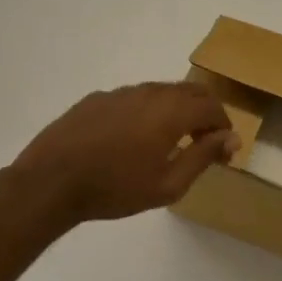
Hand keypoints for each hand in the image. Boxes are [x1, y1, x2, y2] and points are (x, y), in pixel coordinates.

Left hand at [11, 82, 238, 224]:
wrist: (51, 182)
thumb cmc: (115, 188)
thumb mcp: (168, 184)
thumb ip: (203, 156)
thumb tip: (230, 138)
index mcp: (171, 111)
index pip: (212, 107)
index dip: (224, 128)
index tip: (223, 153)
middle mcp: (149, 92)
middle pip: (190, 92)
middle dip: (204, 114)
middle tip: (202, 144)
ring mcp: (120, 92)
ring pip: (161, 92)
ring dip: (176, 111)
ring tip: (169, 143)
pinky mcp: (97, 99)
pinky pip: (133, 99)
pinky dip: (147, 112)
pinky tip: (132, 140)